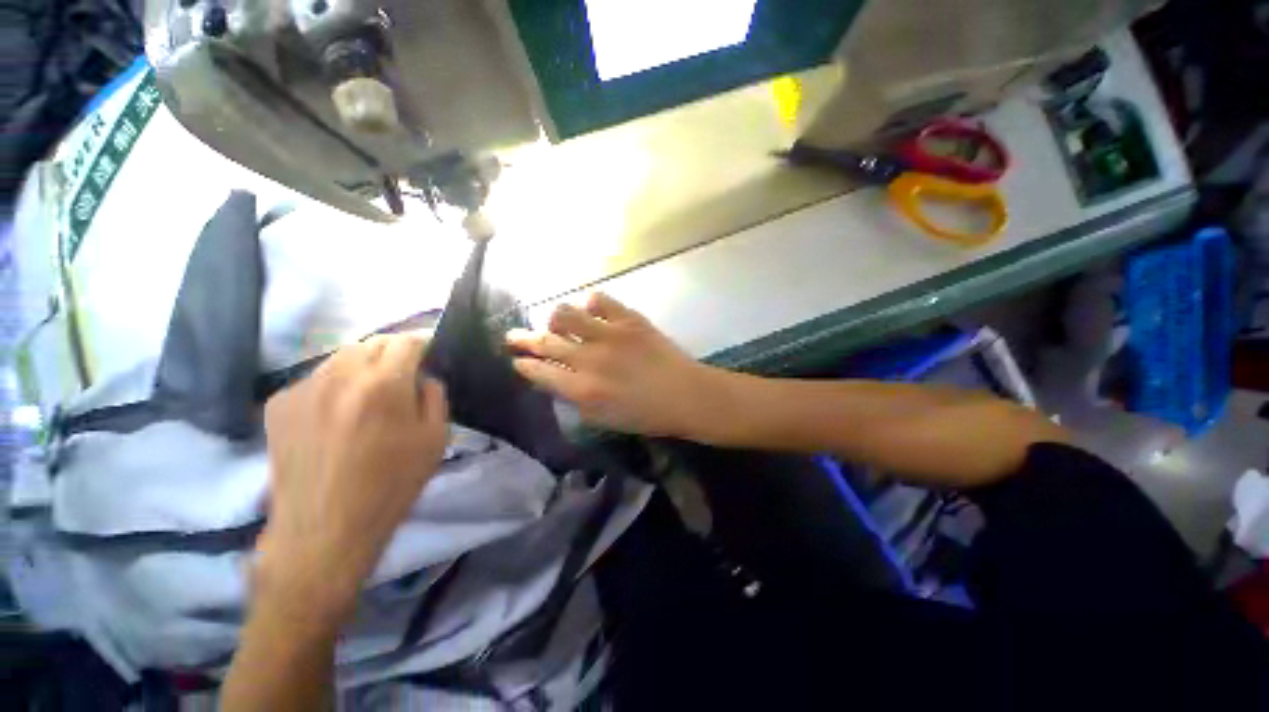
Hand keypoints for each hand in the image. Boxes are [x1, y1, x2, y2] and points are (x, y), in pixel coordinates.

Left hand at [257, 334, 448, 620]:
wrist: (324, 528)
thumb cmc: (392, 485)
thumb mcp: (436, 439)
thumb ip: (435, 396)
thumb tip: (422, 376)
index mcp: (384, 385)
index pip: (406, 341)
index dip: (422, 343)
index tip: (429, 354)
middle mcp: (340, 376)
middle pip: (372, 342)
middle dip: (393, 353)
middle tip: (402, 375)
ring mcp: (303, 388)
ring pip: (341, 356)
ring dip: (362, 366)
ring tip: (368, 394)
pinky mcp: (278, 404)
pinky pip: (315, 379)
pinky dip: (334, 384)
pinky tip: (336, 414)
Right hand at [507, 293, 726, 437]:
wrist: (686, 395)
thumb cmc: (645, 415)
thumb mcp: (603, 418)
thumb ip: (575, 399)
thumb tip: (557, 379)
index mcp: (582, 390)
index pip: (539, 371)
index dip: (524, 364)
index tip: (518, 360)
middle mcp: (589, 359)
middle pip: (545, 342)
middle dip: (522, 338)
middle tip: (513, 335)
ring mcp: (609, 334)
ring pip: (564, 314)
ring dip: (554, 319)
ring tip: (557, 323)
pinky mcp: (628, 319)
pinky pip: (598, 300)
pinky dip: (589, 304)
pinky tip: (591, 312)